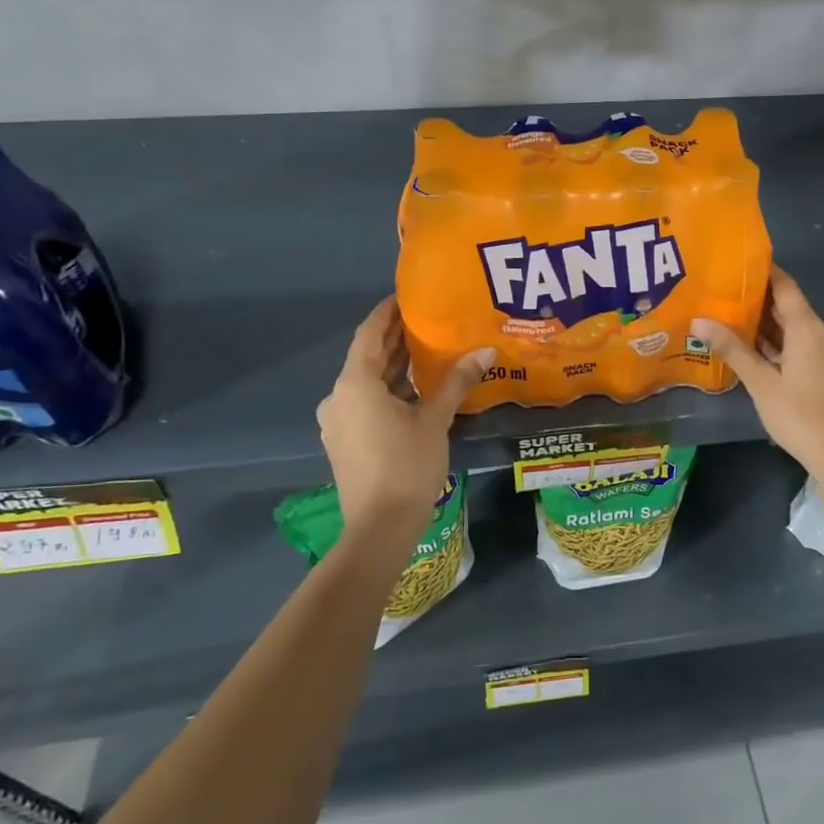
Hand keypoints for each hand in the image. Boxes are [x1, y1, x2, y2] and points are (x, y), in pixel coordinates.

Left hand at [316, 298, 493, 537]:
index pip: (369, 333)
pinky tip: (417, 389)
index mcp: (356, 384)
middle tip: (428, 320)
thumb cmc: (407, 465)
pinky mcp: (345, 440)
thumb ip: (456, 382)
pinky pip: (366, 402)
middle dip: (395, 339)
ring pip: (368, 382)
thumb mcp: (435, 420)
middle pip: (368, 357)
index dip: (387, 312)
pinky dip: (389, 390)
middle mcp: (339, 396)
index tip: (408, 296)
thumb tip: (485, 351)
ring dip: (394, 366)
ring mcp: (338, 420)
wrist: (380, 527)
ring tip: (428, 350)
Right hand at [692, 268, 823, 509]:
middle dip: (758, 298)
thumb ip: (732, 349)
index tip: (736, 263)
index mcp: (808, 328)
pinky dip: (777, 343)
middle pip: (789, 306)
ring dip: (766, 323)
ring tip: (729, 316)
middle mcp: (821, 333)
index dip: (764, 271)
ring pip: (794, 328)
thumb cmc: (800, 415)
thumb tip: (699, 320)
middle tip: (722, 291)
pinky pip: (799, 346)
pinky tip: (752, 349)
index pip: (785, 286)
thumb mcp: (761, 382)